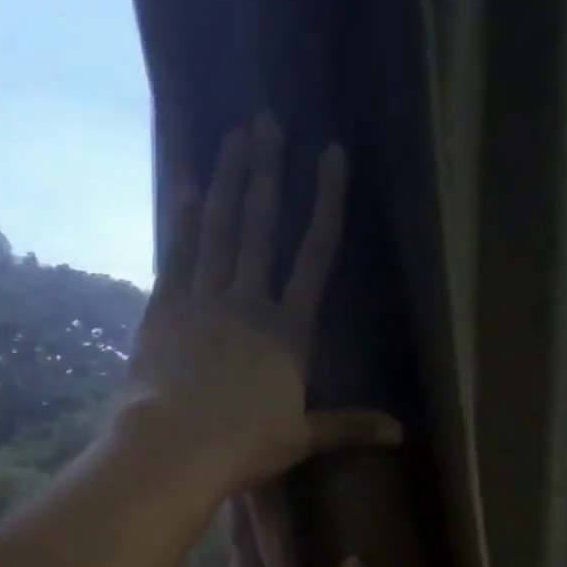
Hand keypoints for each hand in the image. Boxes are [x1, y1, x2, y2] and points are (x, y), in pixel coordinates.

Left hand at [123, 114, 400, 496]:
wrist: (176, 446)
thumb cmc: (244, 445)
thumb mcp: (302, 438)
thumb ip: (348, 426)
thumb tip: (400, 434)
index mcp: (289, 331)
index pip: (315, 255)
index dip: (326, 203)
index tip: (331, 153)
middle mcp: (248, 302)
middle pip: (260, 227)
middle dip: (266, 172)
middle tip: (266, 120)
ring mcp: (203, 300)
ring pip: (218, 230)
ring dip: (226, 181)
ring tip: (231, 137)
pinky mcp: (165, 310)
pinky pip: (177, 255)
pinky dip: (183, 222)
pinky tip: (186, 189)